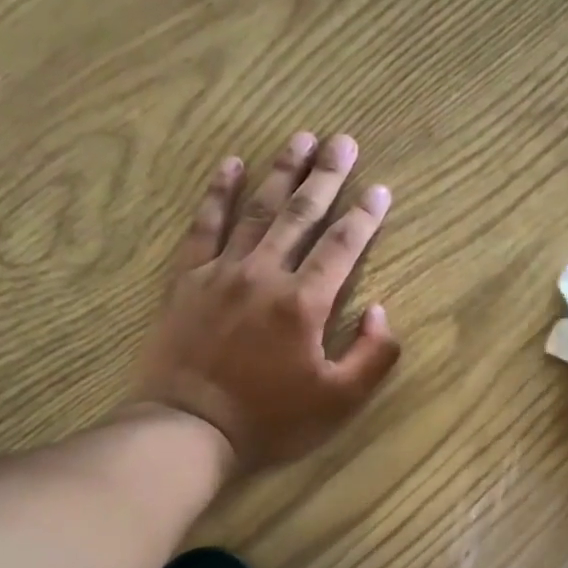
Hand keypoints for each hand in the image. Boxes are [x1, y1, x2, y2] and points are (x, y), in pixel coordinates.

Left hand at [130, 131, 400, 470]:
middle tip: (343, 140)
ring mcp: (221, 272)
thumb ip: (372, 355)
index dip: (364, 216)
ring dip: (281, 171)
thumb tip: (381, 310)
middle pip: (301, 214)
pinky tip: (231, 165)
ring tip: (300, 137)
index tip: (380, 188)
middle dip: (326, 175)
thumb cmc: (269, 420)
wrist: (189, 429)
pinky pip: (204, 225)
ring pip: (257, 210)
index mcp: (304, 303)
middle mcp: (264, 274)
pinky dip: (218, 193)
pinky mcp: (187, 279)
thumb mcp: (338, 402)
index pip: (342, 246)